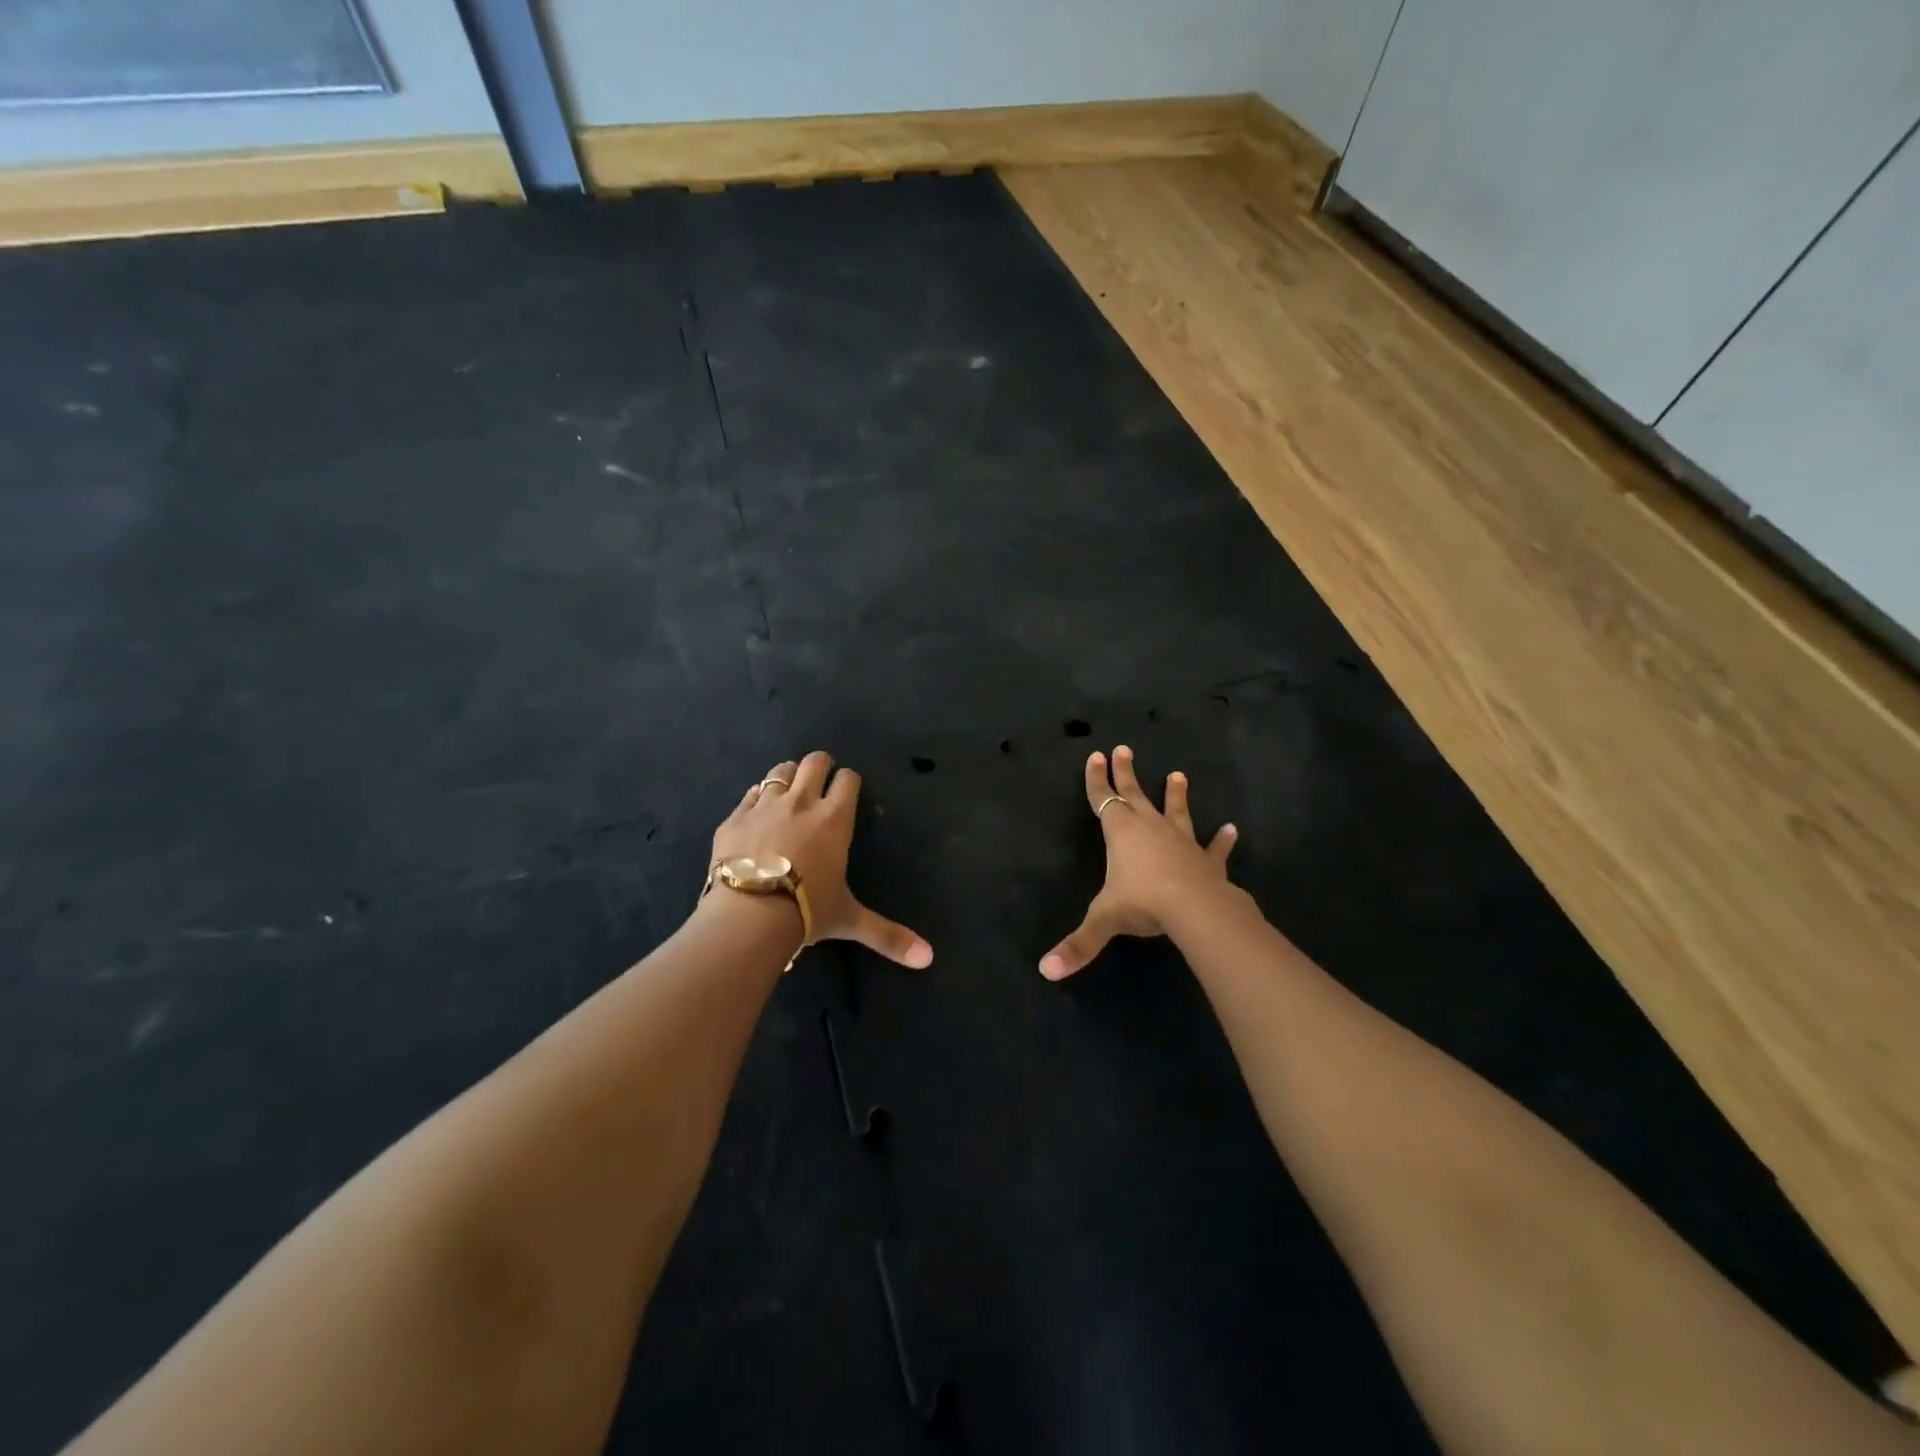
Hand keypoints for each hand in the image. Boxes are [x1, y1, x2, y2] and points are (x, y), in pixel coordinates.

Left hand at [712, 750, 933, 968]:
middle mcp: (801, 803)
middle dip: (820, 766)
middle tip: (820, 781)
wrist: (748, 914)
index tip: (848, 789)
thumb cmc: (806, 911)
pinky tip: (756, 811)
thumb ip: (887, 935)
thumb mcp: (849, 920)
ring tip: (788, 790)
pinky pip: (748, 795)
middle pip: (814, 762)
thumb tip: (928, 958)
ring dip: (787, 776)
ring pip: (779, 771)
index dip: (849, 780)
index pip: (848, 780)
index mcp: (834, 819)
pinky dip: (755, 798)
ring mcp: (764, 806)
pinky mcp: (734, 818)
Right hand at [1040, 745, 1236, 979]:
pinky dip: (1222, 839)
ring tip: (1179, 774)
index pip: (1102, 799)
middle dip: (1125, 772)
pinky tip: (1231, 829)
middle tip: (1123, 749)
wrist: (1194, 908)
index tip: (1095, 756)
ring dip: (1175, 794)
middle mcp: (1150, 828)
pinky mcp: (1206, 859)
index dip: (1095, 780)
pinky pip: (1214, 847)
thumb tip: (1045, 971)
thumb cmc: (1142, 903)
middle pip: (1134, 794)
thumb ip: (1078, 944)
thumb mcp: (1104, 920)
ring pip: (1175, 811)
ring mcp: (1181, 841)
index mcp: (1121, 832)